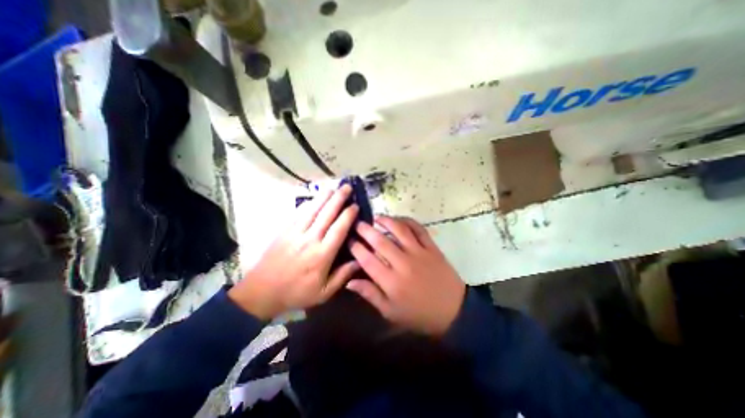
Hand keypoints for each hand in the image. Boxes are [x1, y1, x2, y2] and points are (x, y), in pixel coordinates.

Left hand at [232, 187, 361, 319]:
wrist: (262, 292)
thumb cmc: (297, 293)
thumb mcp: (324, 292)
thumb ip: (343, 276)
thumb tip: (360, 260)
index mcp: (322, 255)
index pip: (338, 229)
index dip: (348, 215)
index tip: (355, 205)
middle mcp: (310, 239)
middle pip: (326, 214)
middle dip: (338, 198)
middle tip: (347, 187)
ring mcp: (295, 233)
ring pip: (312, 210)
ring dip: (324, 197)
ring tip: (333, 186)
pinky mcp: (285, 231)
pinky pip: (298, 213)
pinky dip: (308, 204)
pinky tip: (315, 198)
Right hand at [345, 215, 462, 336]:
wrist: (454, 311)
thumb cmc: (418, 314)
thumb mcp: (390, 312)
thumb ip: (370, 294)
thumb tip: (349, 282)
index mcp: (391, 281)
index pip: (367, 259)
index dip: (355, 247)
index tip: (349, 239)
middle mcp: (403, 263)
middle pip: (380, 241)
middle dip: (365, 230)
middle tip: (357, 223)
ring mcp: (419, 253)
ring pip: (400, 230)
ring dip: (386, 220)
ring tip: (377, 217)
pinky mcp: (432, 248)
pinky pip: (419, 229)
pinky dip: (408, 221)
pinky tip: (399, 219)